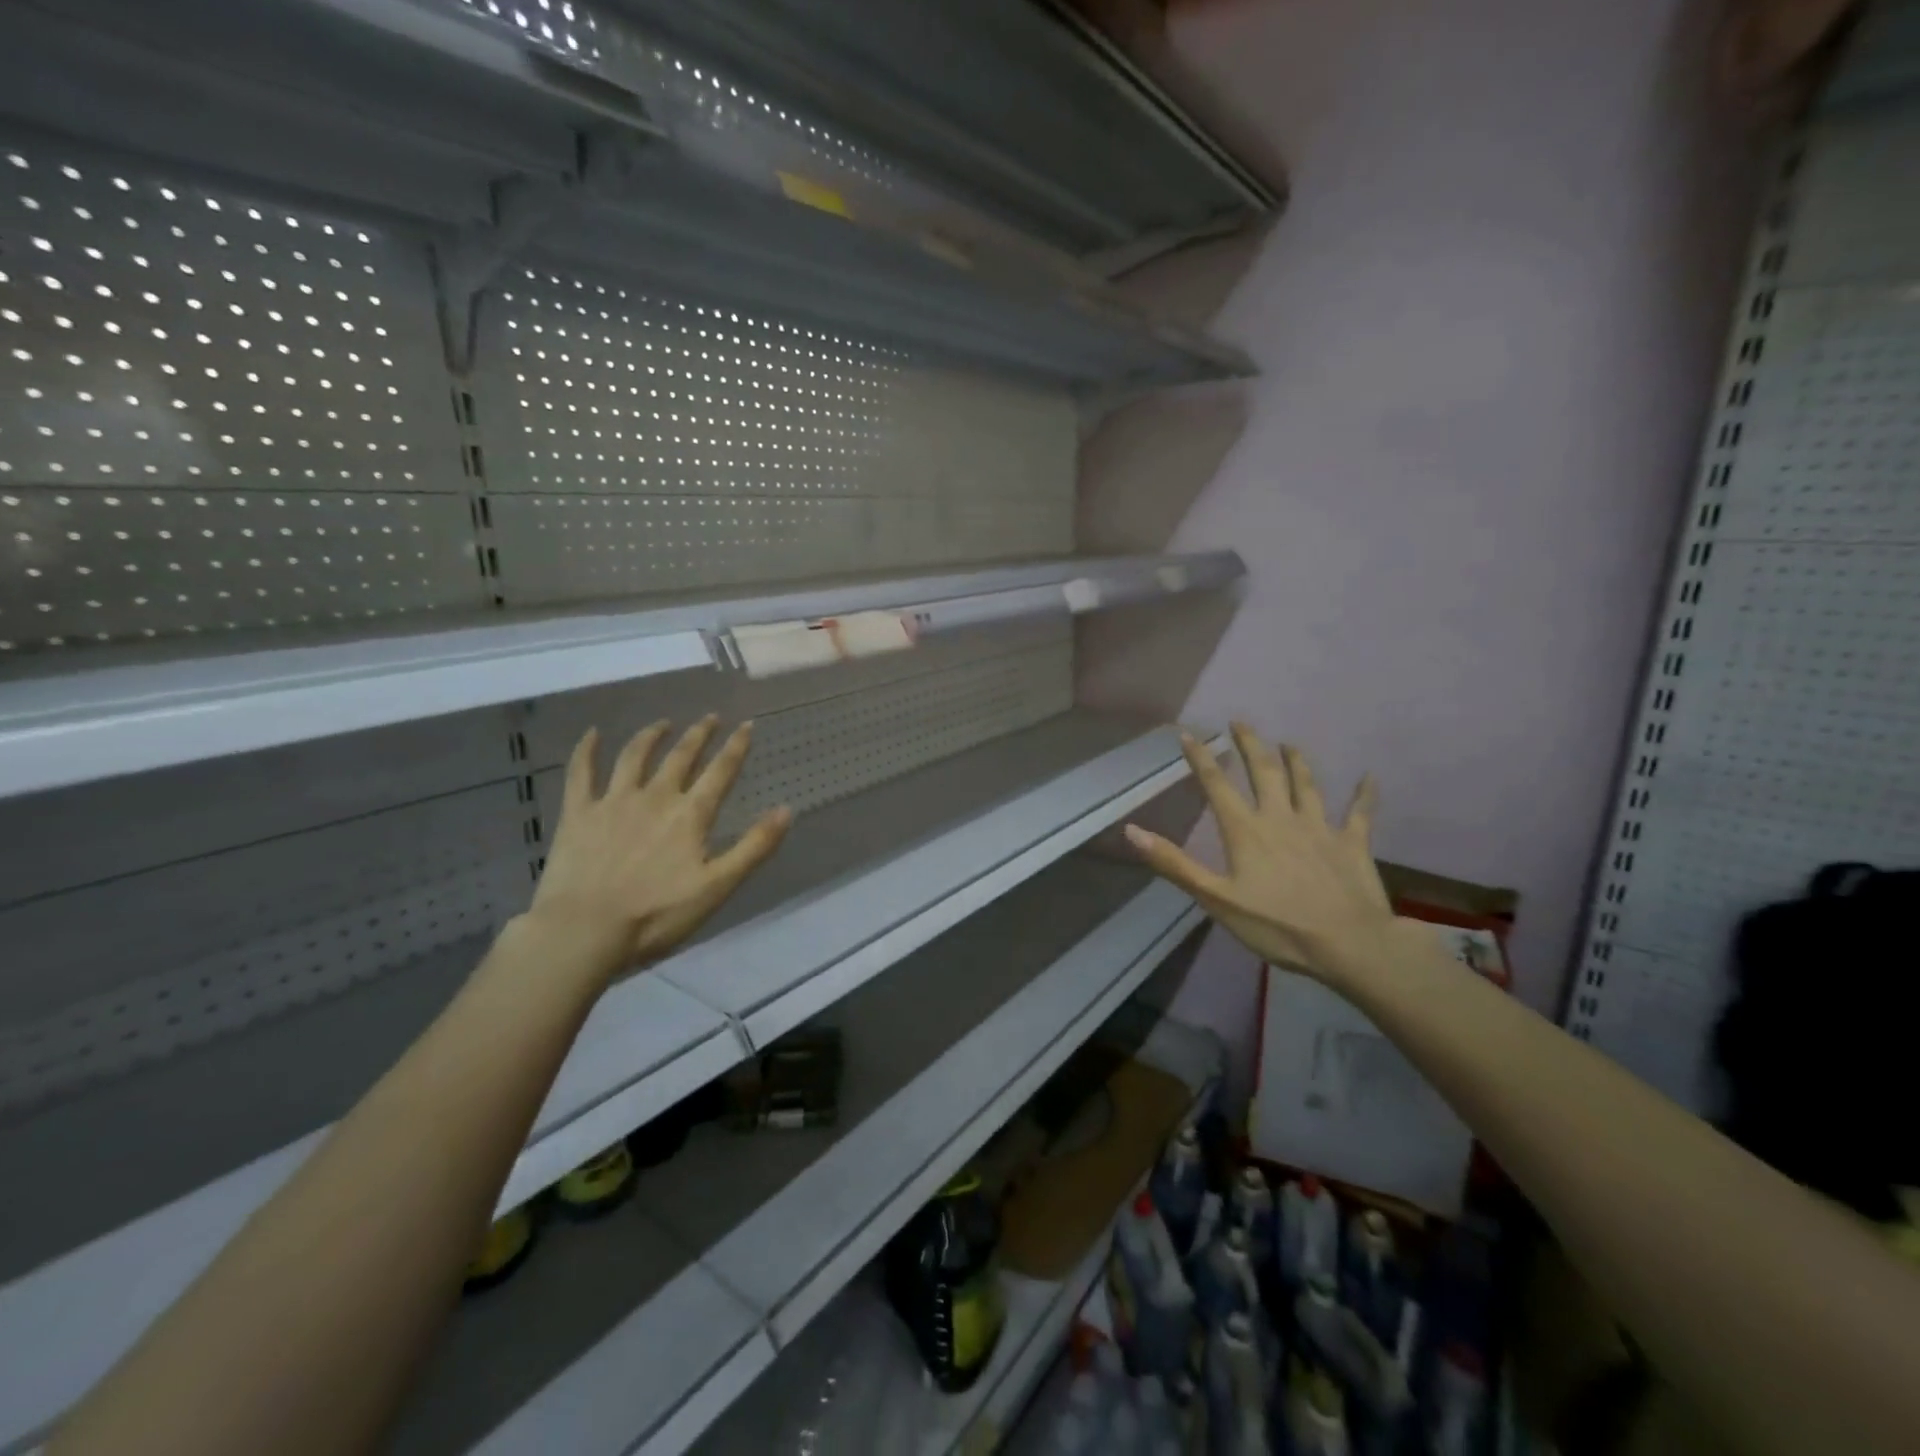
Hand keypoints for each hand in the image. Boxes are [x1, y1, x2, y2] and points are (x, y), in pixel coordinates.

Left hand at [523, 716, 789, 985]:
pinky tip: (592, 734)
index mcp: (690, 815)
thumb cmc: (657, 915)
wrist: (585, 931)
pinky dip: (586, 750)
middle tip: (710, 717)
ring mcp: (613, 801)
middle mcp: (655, 797)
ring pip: (635, 756)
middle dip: (699, 734)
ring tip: (663, 723)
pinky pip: (581, 773)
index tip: (747, 725)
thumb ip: (754, 847)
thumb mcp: (718, 887)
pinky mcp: (578, 813)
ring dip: (651, 735)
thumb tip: (786, 809)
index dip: (736, 747)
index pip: (720, 772)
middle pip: (681, 756)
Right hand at [1124, 723, 1404, 989]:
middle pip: (1264, 772)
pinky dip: (1364, 795)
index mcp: (1246, 830)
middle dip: (1249, 745)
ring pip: (1306, 784)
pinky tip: (1370, 778)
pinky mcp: (1352, 844)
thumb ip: (1175, 864)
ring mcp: (1319, 828)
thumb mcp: (1215, 899)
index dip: (1201, 758)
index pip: (1217, 785)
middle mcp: (1281, 818)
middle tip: (1240, 722)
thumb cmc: (1276, 925)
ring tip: (1288, 742)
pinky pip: (1359, 814)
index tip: (1189, 733)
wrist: (1349, 944)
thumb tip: (1132, 830)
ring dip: (1296, 761)